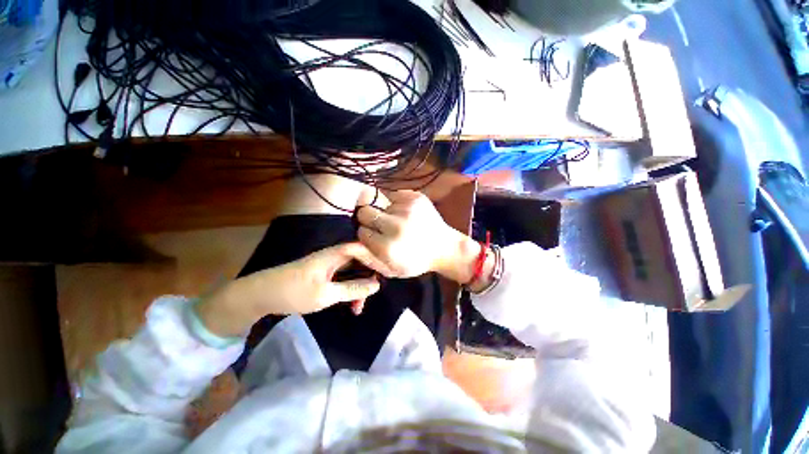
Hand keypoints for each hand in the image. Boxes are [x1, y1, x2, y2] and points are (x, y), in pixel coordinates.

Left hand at [196, 243, 392, 336]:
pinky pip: (343, 279)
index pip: (363, 249)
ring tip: (359, 308)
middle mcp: (334, 256)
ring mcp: (328, 266)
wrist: (260, 296)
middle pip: (360, 261)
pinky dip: (348, 290)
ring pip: (352, 272)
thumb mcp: (326, 294)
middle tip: (373, 295)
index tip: (388, 273)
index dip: (377, 258)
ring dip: (358, 287)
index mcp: (335, 254)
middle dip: (368, 277)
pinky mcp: (323, 274)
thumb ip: (353, 289)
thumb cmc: (293, 292)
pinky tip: (350, 305)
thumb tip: (376, 285)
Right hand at [356, 190, 481, 282]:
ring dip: (385, 212)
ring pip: (380, 203)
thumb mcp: (391, 270)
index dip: (367, 234)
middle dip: (369, 219)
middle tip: (382, 226)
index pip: (362, 231)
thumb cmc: (415, 262)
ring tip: (399, 221)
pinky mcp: (416, 197)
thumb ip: (367, 258)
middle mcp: (396, 225)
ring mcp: (407, 208)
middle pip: (365, 211)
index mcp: (388, 247)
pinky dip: (395, 203)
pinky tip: (405, 213)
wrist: (444, 248)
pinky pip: (393, 194)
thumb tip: (347, 243)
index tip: (375, 237)